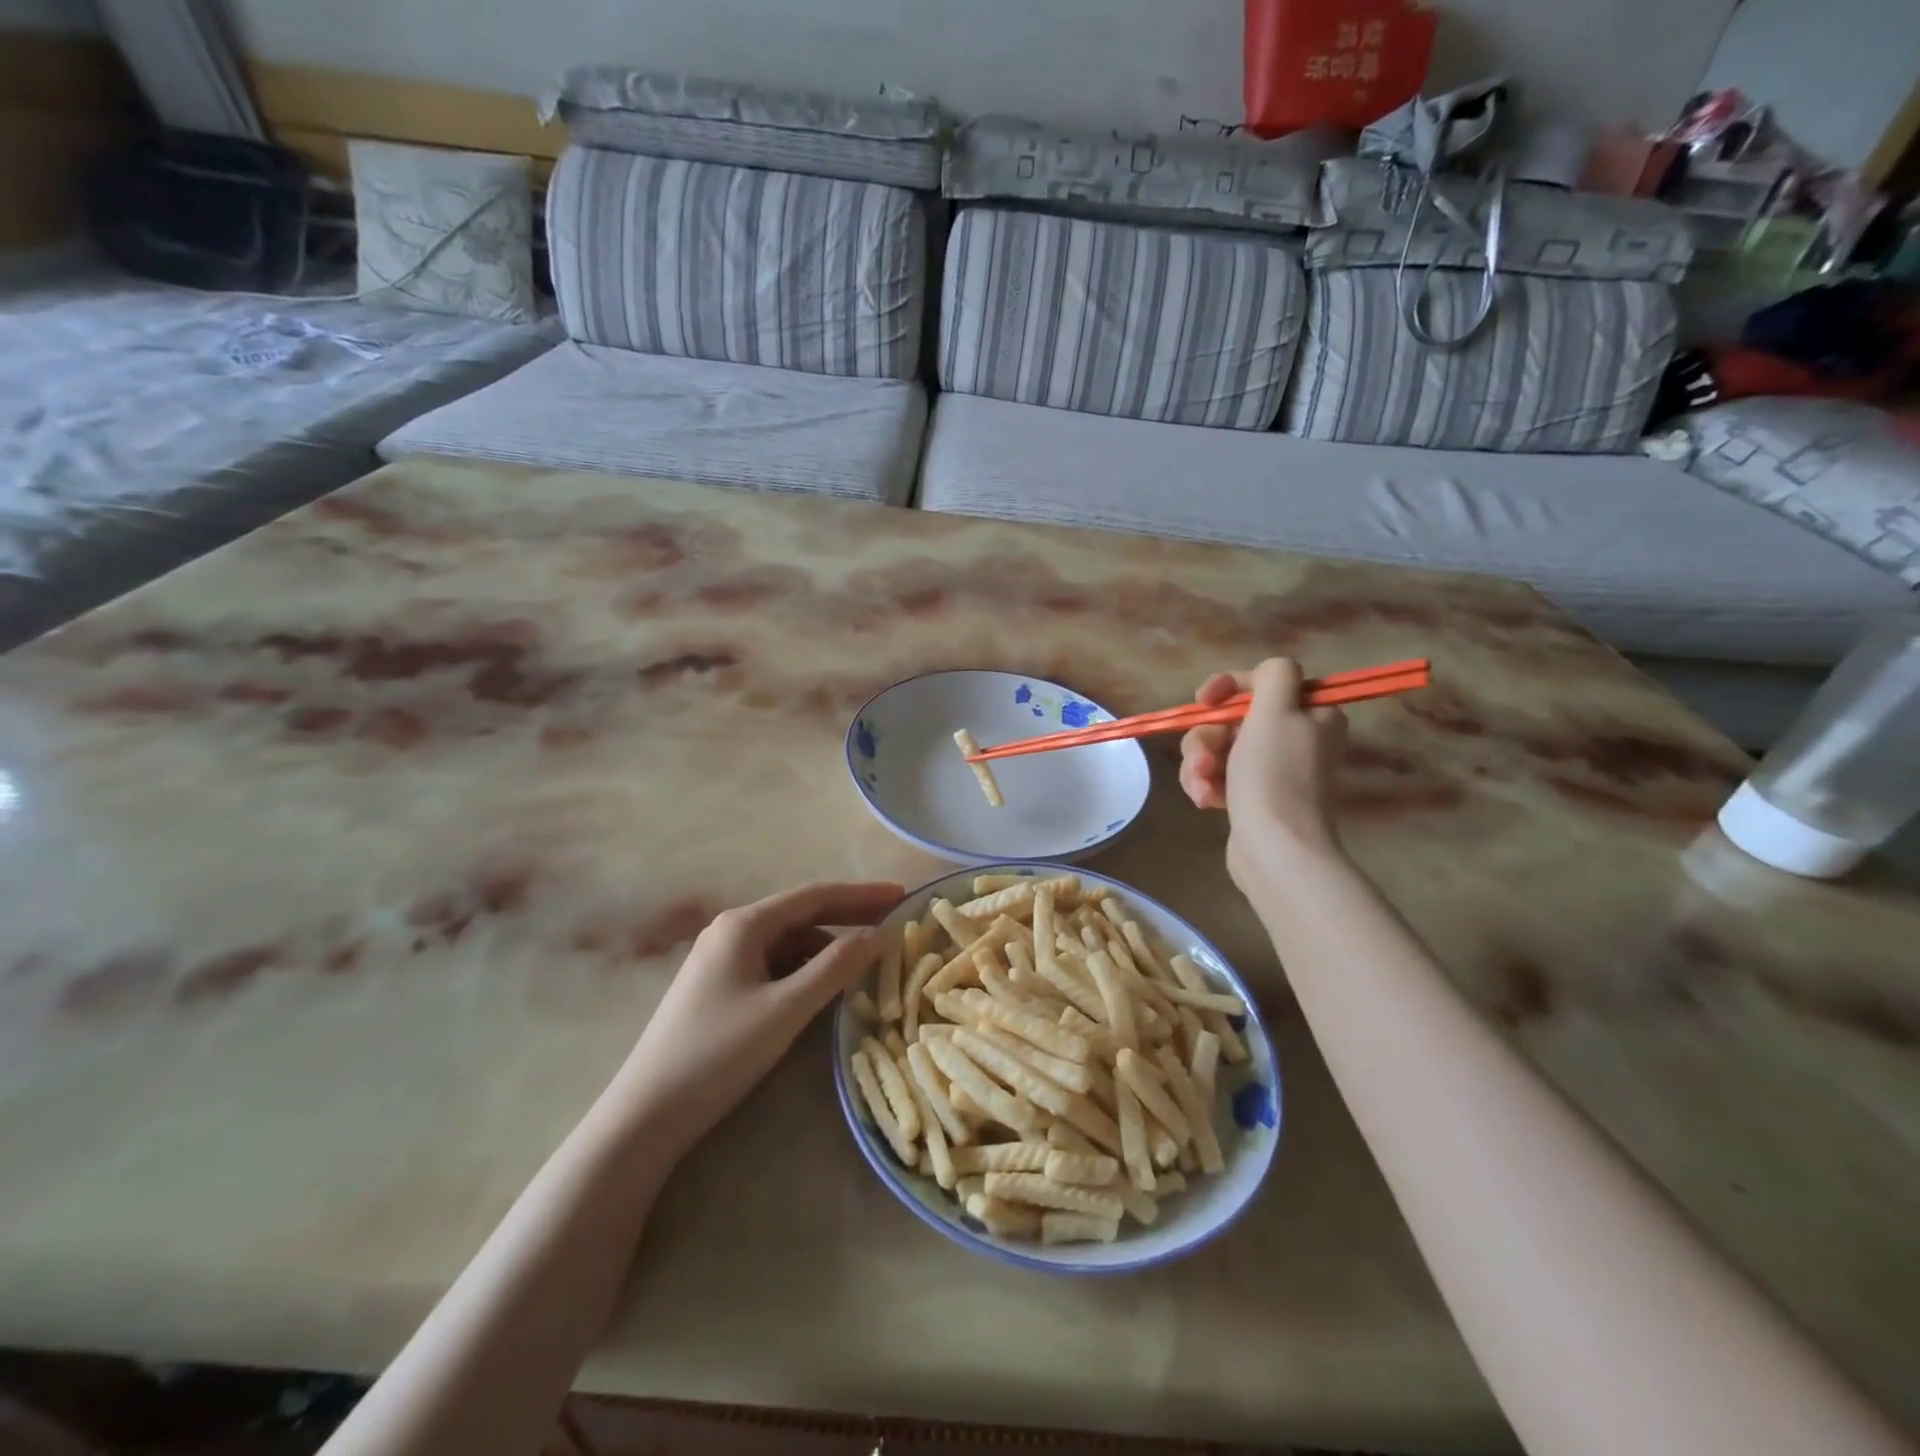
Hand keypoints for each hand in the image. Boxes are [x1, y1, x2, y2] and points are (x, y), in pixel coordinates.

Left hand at [606, 881, 901, 1160]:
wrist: (646, 1114)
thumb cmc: (719, 1053)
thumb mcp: (786, 1009)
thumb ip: (835, 967)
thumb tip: (880, 933)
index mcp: (744, 924)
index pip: (815, 896)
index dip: (862, 894)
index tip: (902, 895)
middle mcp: (732, 931)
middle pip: (802, 915)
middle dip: (848, 918)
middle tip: (894, 923)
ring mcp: (723, 960)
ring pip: (789, 943)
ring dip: (828, 948)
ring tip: (866, 963)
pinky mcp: (720, 987)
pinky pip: (774, 966)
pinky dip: (805, 970)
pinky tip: (825, 987)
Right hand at [1178, 658, 1347, 884]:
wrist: (1276, 849)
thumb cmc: (1274, 776)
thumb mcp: (1276, 712)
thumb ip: (1274, 675)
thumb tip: (1270, 672)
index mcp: (1313, 714)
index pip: (1266, 682)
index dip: (1231, 686)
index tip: (1204, 700)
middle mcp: (1299, 739)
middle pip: (1236, 718)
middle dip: (1209, 737)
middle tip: (1204, 759)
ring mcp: (1276, 771)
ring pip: (1221, 748)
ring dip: (1202, 764)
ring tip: (1202, 788)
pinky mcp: (1256, 798)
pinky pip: (1221, 777)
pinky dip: (1208, 785)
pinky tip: (1206, 801)